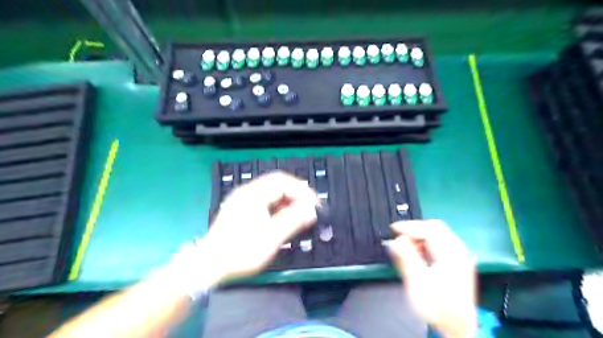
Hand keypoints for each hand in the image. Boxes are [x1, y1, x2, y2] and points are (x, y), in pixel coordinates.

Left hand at [200, 171, 319, 282]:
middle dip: (296, 193)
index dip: (301, 191)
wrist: (207, 266)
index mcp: (253, 195)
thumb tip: (311, 211)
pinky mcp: (240, 209)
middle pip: (277, 183)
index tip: (314, 204)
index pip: (283, 182)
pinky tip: (283, 217)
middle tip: (309, 207)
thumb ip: (293, 221)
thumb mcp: (270, 238)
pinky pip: (264, 200)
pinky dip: (277, 205)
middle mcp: (246, 192)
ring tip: (299, 212)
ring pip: (270, 191)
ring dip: (287, 199)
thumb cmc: (239, 252)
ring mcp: (242, 200)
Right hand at [389, 219, 478, 337]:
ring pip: (439, 234)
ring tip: (406, 245)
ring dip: (420, 235)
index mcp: (451, 255)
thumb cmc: (437, 307)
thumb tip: (395, 240)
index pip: (429, 230)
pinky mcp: (458, 262)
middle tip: (399, 235)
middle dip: (415, 229)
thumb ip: (406, 258)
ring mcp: (460, 256)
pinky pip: (441, 242)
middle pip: (436, 228)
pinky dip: (427, 242)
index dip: (409, 227)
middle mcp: (459, 252)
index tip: (393, 229)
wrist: (458, 329)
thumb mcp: (417, 282)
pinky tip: (418, 252)